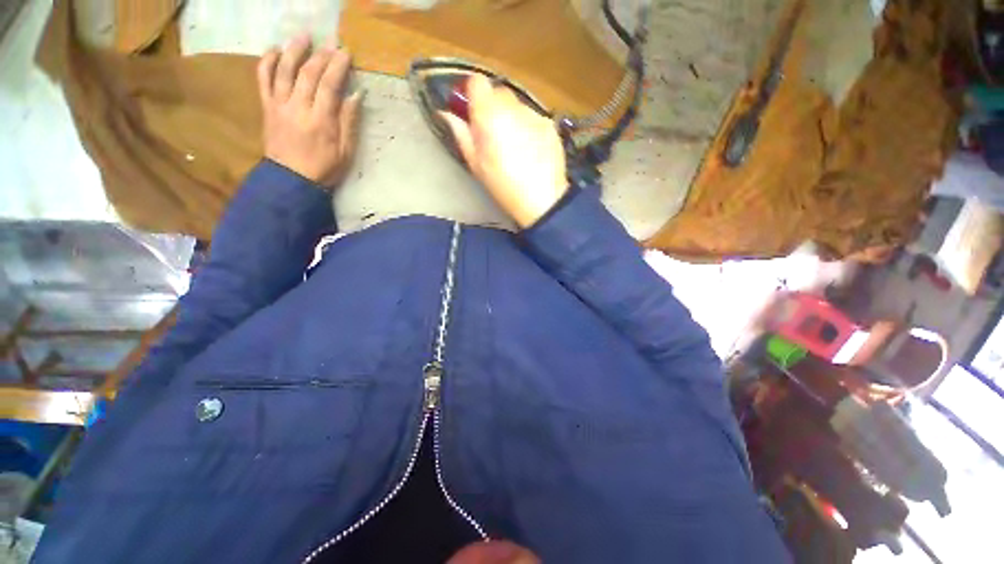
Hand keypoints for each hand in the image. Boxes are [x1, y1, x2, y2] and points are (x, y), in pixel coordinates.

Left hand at [258, 34, 362, 188]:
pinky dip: (268, 62)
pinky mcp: (267, 107)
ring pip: (284, 70)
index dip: (338, 67)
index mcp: (321, 121)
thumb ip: (349, 123)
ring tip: (304, 36)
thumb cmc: (324, 169)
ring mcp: (279, 105)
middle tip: (331, 42)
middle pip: (308, 73)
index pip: (329, 86)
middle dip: (321, 55)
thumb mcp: (346, 152)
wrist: (292, 180)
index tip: (346, 53)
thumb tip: (355, 96)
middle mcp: (298, 108)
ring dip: (294, 50)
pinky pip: (263, 79)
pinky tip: (275, 50)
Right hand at [441, 75, 566, 228]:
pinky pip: (533, 118)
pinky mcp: (550, 124)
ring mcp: (535, 114)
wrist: (543, 199)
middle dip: (493, 107)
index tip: (472, 113)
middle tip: (493, 134)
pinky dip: (529, 127)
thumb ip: (461, 134)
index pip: (477, 82)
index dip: (472, 95)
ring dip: (512, 117)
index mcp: (490, 115)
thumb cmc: (504, 186)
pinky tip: (531, 150)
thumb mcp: (476, 165)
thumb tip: (447, 114)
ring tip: (515, 146)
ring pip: (517, 105)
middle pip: (499, 92)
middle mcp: (513, 107)